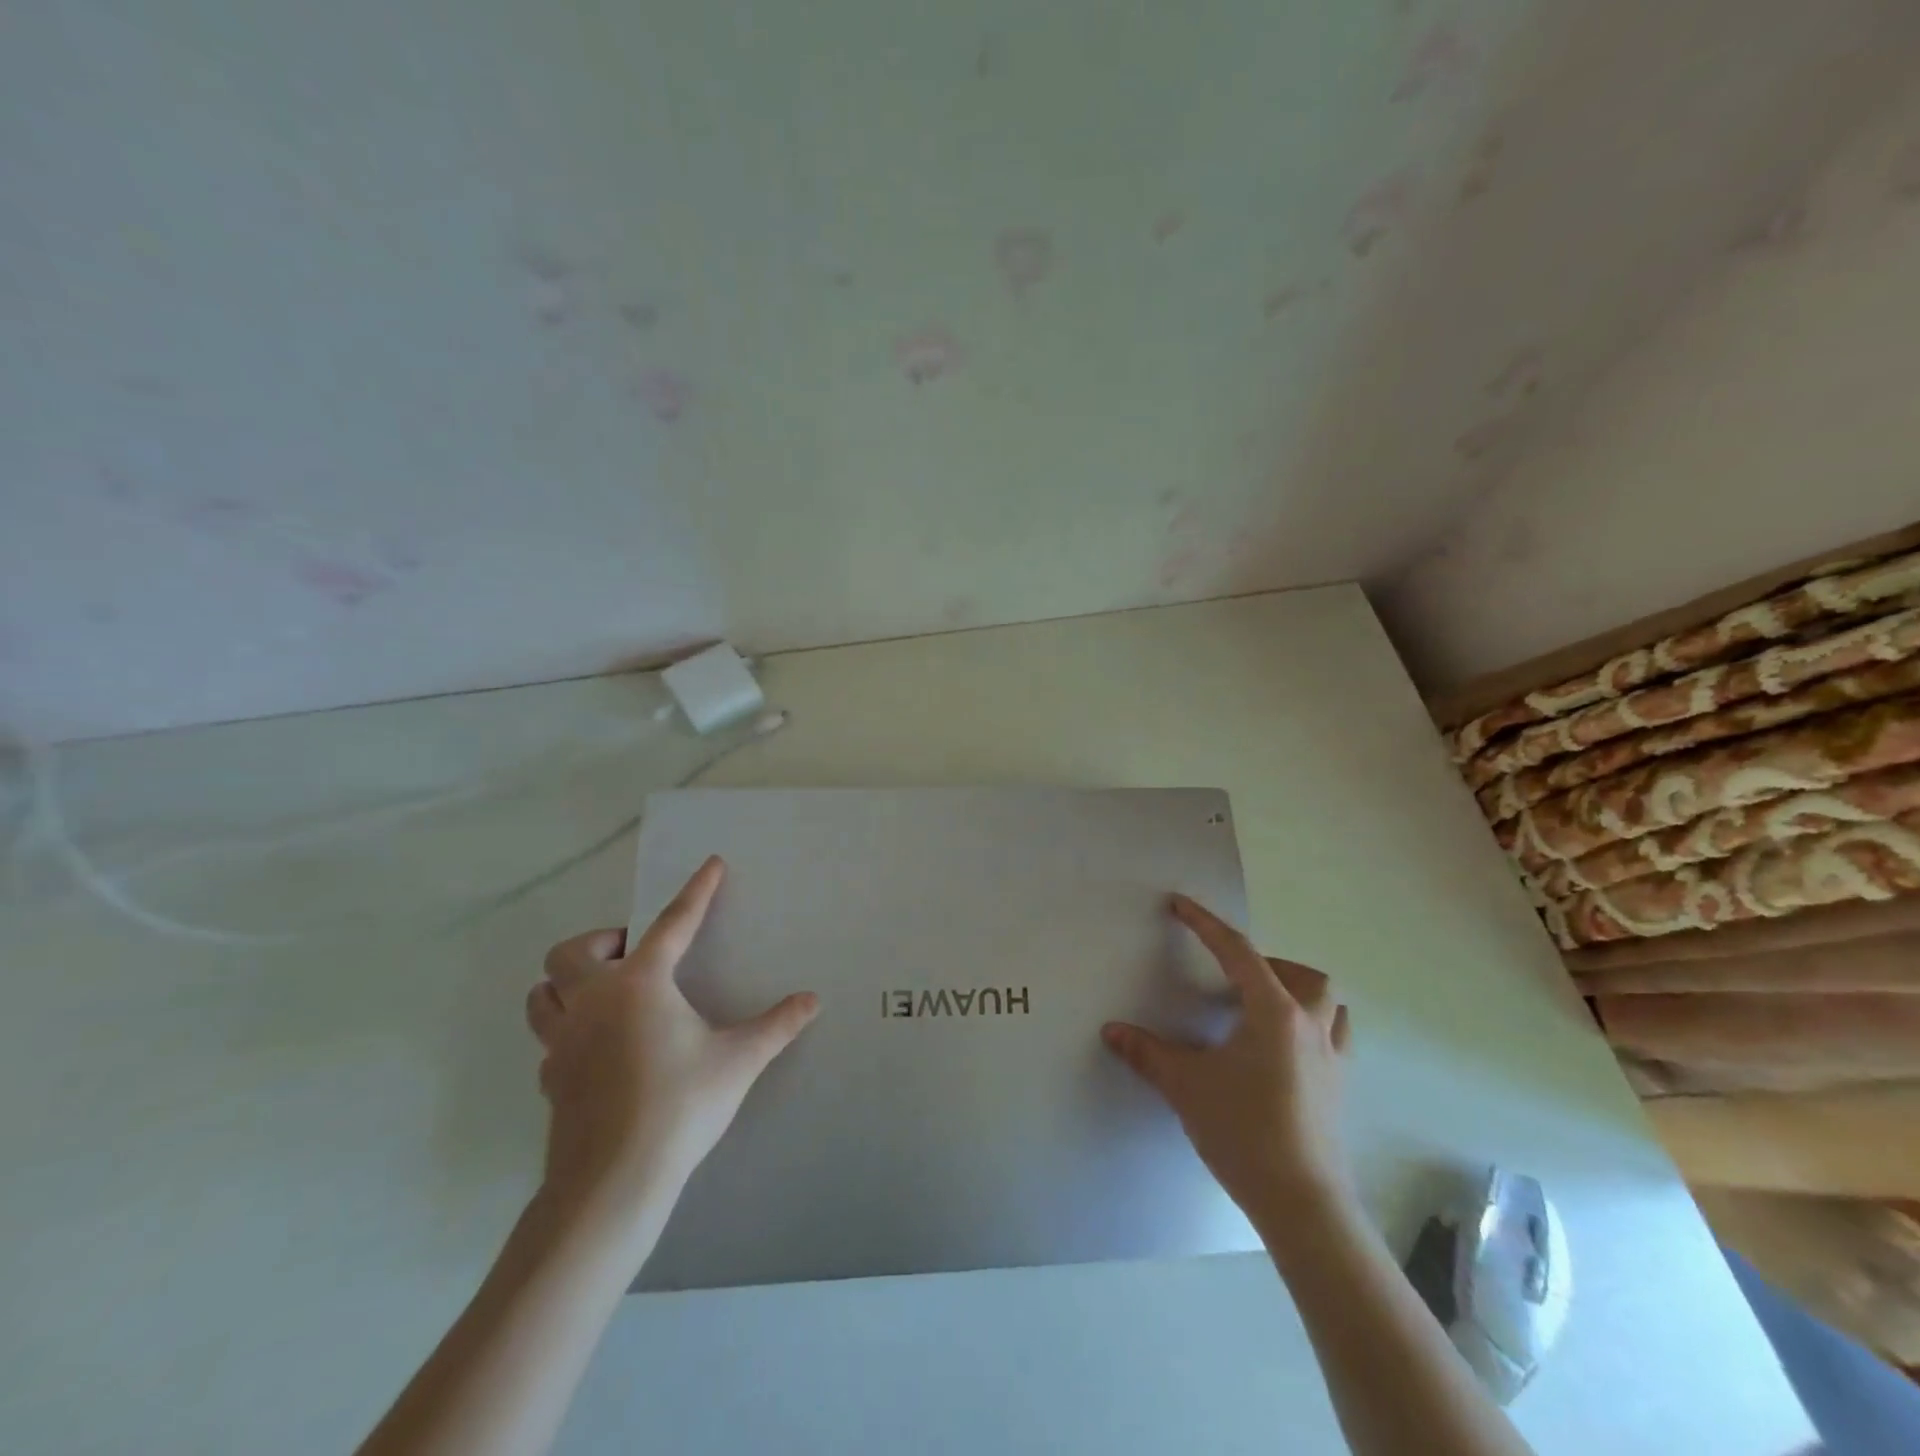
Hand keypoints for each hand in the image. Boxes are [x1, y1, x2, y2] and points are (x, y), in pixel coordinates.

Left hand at [524, 856, 818, 1219]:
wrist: (612, 1183)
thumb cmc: (679, 1106)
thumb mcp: (739, 1060)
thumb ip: (776, 1025)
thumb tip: (813, 1000)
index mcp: (639, 985)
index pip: (673, 924)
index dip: (697, 892)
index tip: (711, 865)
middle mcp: (593, 1002)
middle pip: (571, 952)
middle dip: (601, 942)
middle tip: (634, 954)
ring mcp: (562, 1043)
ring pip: (542, 994)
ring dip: (567, 983)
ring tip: (604, 993)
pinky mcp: (550, 1080)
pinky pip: (549, 1038)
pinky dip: (568, 1029)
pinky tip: (597, 1048)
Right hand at [1103, 893, 1352, 1224]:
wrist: (1302, 1203)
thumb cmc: (1244, 1131)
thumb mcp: (1186, 1086)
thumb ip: (1147, 1053)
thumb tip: (1112, 1031)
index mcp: (1273, 1013)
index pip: (1238, 952)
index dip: (1205, 924)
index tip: (1180, 905)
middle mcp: (1310, 1027)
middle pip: (1306, 975)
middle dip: (1271, 964)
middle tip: (1234, 979)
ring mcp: (1332, 1059)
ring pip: (1331, 1005)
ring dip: (1301, 993)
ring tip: (1264, 1007)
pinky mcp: (1339, 1089)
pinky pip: (1335, 1038)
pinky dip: (1313, 1027)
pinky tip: (1283, 1050)